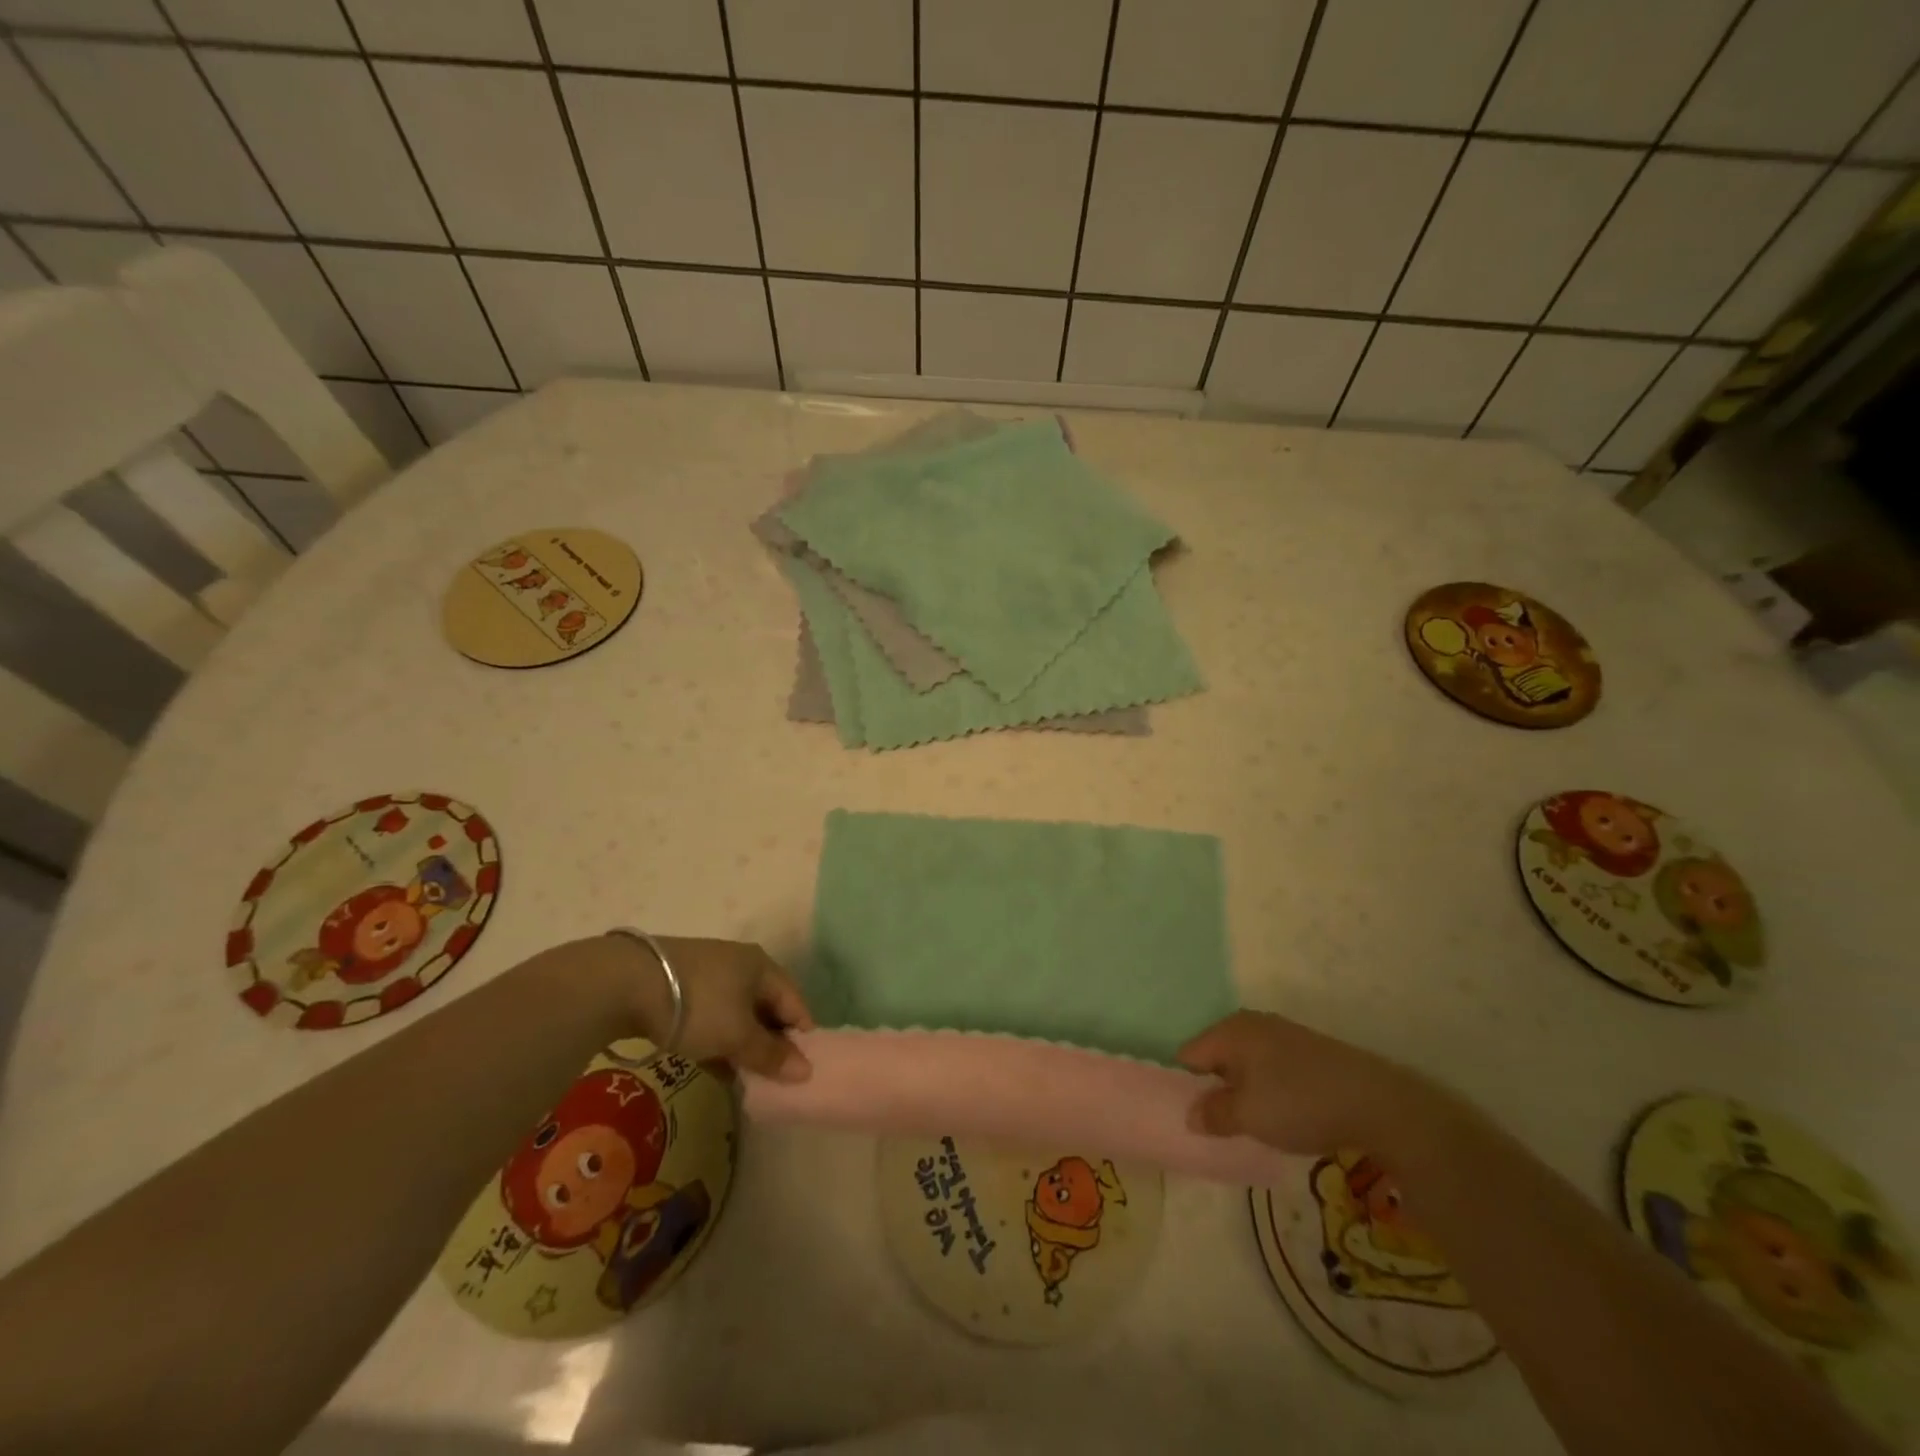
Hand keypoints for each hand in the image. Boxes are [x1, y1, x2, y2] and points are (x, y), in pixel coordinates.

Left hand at [619, 935, 814, 1082]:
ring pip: (738, 1014)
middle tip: (772, 1079)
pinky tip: (714, 1067)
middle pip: (767, 1008)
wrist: (627, 984)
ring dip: (743, 1045)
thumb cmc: (699, 1006)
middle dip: (770, 1043)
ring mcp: (710, 974)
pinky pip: (713, 1018)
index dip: (802, 1035)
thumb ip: (771, 1054)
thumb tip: (806, 1071)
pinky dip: (719, 1041)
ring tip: (744, 1078)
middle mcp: (741, 965)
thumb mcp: (737, 1035)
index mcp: (763, 966)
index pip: (795, 1002)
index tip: (802, 1070)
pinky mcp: (682, 988)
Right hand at [1177, 1010, 1427, 1156]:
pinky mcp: (1308, 1050)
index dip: (1185, 1088)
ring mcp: (1282, 1034)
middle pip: (1217, 1058)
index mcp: (1230, 1031)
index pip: (1188, 1056)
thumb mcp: (1249, 1115)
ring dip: (1244, 1092)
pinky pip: (1271, 1068)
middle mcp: (1251, 1024)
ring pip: (1246, 1064)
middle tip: (1223, 1127)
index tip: (1194, 1120)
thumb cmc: (1299, 1103)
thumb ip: (1214, 1114)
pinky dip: (1269, 1090)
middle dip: (1216, 1090)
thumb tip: (1191, 1116)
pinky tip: (1285, 1115)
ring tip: (1255, 1125)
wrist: (1377, 1102)